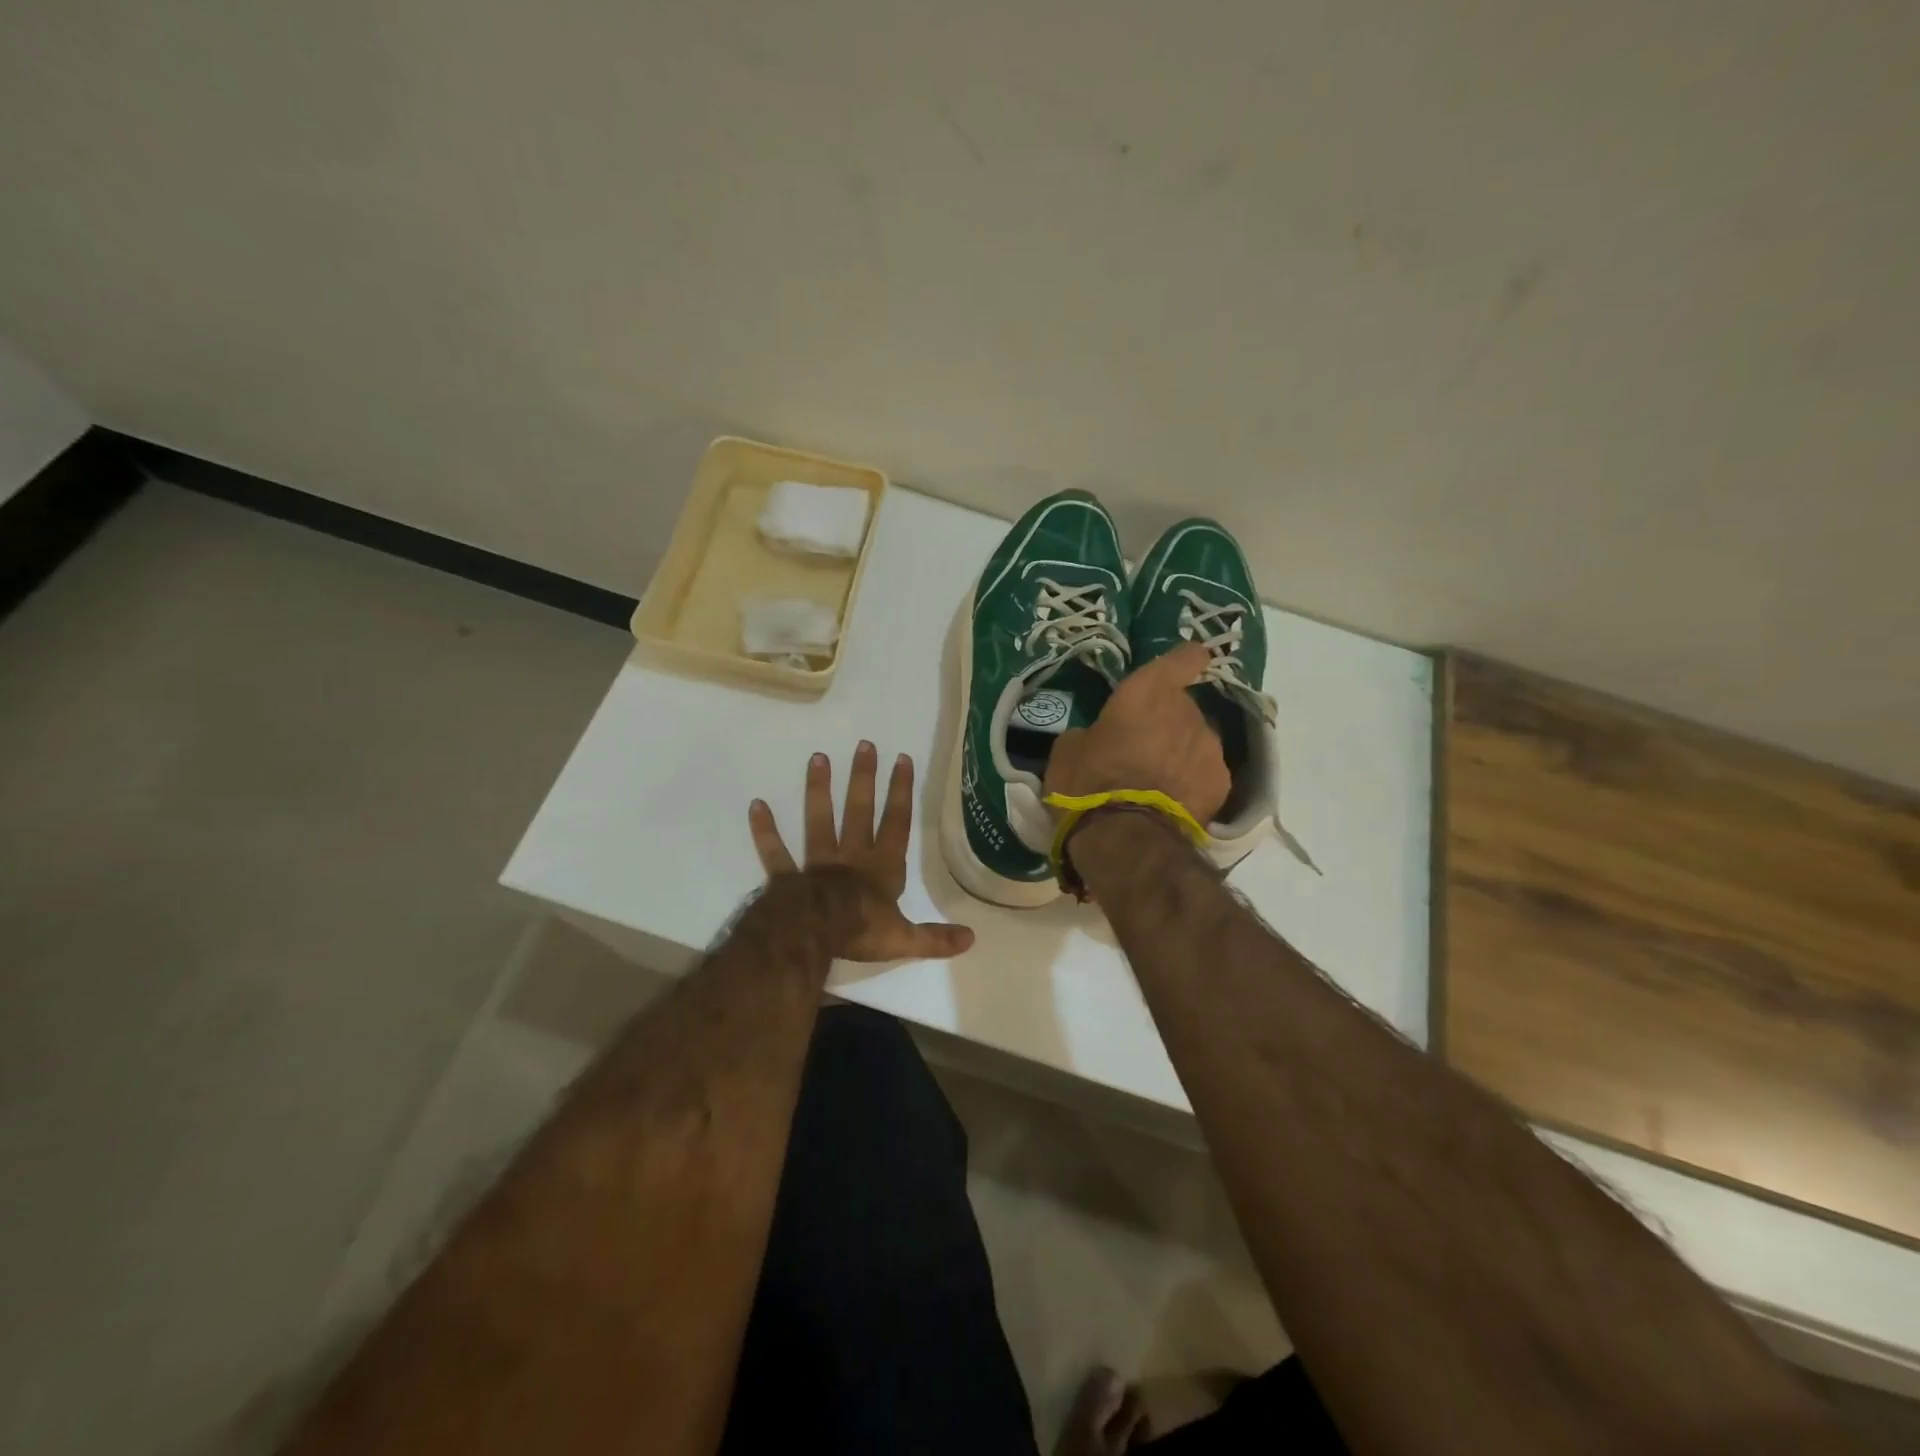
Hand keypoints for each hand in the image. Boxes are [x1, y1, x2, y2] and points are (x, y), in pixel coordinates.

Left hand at [748, 742, 975, 961]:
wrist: (815, 934)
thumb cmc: (862, 931)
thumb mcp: (904, 939)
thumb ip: (935, 938)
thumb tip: (971, 939)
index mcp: (882, 868)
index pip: (896, 823)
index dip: (901, 792)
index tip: (902, 760)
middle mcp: (852, 857)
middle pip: (859, 811)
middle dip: (864, 778)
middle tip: (864, 745)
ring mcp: (818, 863)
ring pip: (819, 821)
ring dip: (819, 791)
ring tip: (818, 758)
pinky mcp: (788, 876)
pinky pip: (777, 852)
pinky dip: (766, 831)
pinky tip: (756, 805)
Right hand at [1044, 643, 1231, 824]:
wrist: (1126, 840)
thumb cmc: (1088, 783)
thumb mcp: (1068, 749)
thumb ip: (1092, 731)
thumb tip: (1098, 737)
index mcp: (1148, 692)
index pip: (1183, 658)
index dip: (1184, 661)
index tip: (1181, 667)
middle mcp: (1187, 712)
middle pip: (1183, 707)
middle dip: (1166, 722)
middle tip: (1141, 748)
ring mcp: (1210, 748)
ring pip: (1196, 741)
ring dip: (1180, 752)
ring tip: (1157, 781)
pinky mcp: (1222, 784)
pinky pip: (1205, 773)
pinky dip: (1192, 782)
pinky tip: (1172, 802)